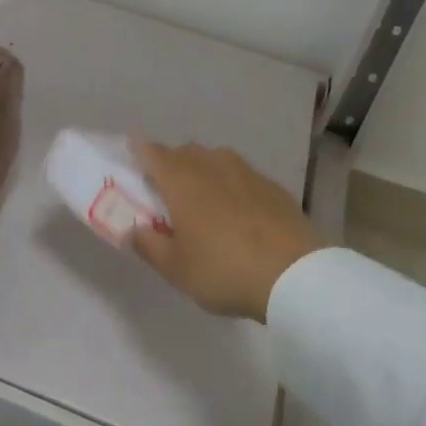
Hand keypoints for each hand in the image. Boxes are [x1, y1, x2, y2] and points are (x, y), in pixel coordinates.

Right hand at [131, 143, 321, 321]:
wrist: (294, 273)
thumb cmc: (223, 268)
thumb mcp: (175, 268)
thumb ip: (148, 244)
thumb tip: (131, 228)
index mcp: (180, 179)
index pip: (152, 153)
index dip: (139, 153)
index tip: (132, 158)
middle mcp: (210, 164)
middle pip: (183, 152)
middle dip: (171, 164)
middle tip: (165, 188)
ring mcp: (245, 171)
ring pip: (214, 160)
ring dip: (202, 171)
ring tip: (202, 198)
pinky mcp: (271, 185)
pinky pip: (240, 175)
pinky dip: (230, 185)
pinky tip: (236, 210)